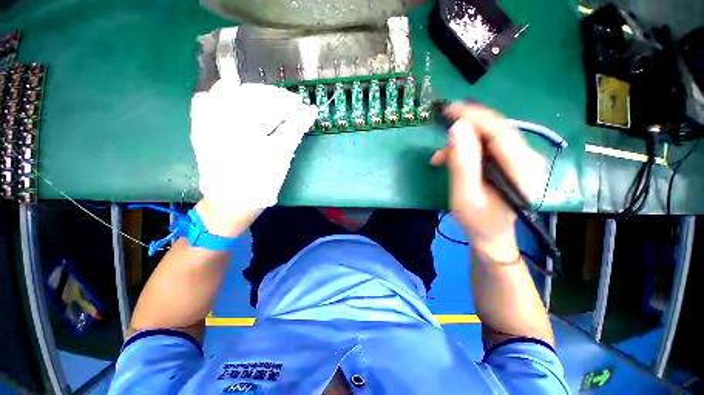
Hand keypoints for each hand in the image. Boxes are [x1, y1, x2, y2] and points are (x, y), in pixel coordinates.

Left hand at [190, 80, 317, 232]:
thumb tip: (310, 112)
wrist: (231, 201)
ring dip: (254, 93)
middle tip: (293, 104)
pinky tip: (236, 98)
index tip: (304, 108)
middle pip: (252, 95)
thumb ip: (294, 131)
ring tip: (271, 101)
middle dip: (276, 97)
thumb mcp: (280, 158)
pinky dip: (222, 95)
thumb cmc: (260, 183)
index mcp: (245, 129)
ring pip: (228, 91)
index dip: (290, 104)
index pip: (271, 105)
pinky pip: (204, 101)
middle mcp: (222, 120)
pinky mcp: (200, 127)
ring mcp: (206, 122)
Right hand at [430, 104, 544, 262]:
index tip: (451, 110)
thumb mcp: (464, 195)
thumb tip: (456, 128)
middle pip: (497, 130)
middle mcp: (528, 160)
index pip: (500, 132)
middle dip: (468, 125)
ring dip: (463, 141)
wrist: (491, 235)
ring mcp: (520, 160)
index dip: (476, 117)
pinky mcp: (509, 162)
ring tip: (439, 157)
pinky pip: (487, 146)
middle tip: (443, 122)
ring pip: (490, 136)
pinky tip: (449, 159)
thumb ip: (462, 163)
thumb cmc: (477, 221)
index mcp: (522, 171)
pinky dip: (467, 148)